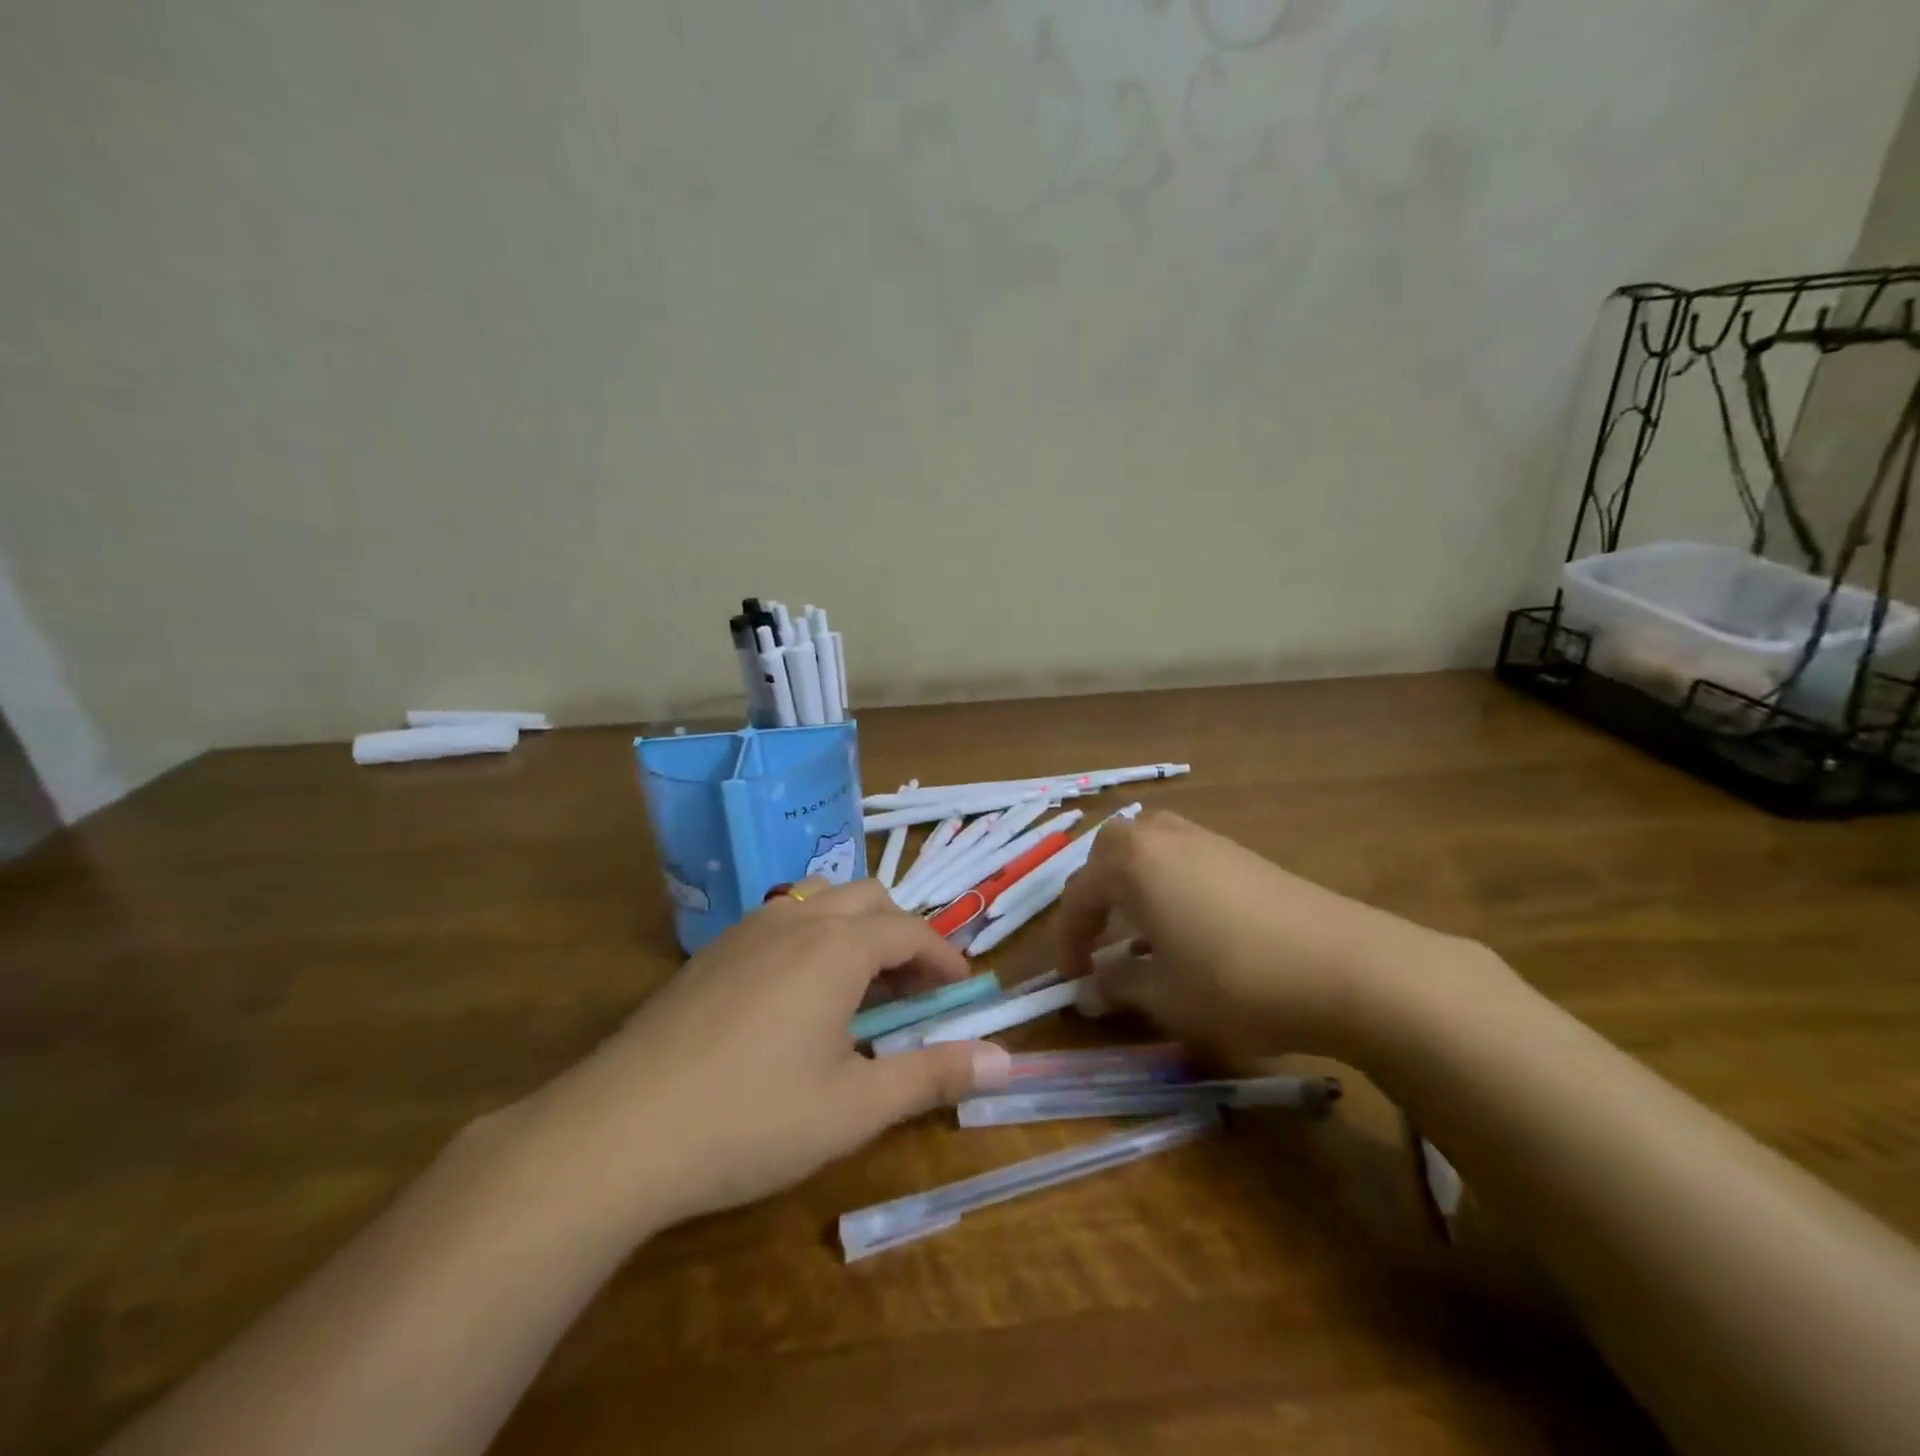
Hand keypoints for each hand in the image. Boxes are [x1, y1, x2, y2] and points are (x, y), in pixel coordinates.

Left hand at [526, 877, 1010, 1233]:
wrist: (616, 1132)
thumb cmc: (751, 1119)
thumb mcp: (855, 1107)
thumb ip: (932, 1076)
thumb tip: (1005, 1061)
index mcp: (837, 946)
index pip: (911, 931)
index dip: (945, 956)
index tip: (963, 989)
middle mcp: (796, 920)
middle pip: (869, 899)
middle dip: (903, 935)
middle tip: (914, 991)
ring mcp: (747, 930)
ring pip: (822, 902)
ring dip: (857, 933)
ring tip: (861, 992)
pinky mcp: (712, 952)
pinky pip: (783, 922)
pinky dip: (815, 941)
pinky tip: (798, 1000)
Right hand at [1058, 812, 1479, 1064]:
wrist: (1346, 966)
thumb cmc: (1235, 979)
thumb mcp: (1164, 995)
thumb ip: (1117, 987)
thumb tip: (1089, 990)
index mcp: (1130, 862)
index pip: (1078, 895)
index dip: (1068, 941)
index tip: (1072, 980)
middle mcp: (1161, 836)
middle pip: (1109, 854)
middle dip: (1096, 895)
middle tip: (1101, 939)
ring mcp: (1206, 839)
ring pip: (1148, 850)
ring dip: (1133, 885)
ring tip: (1143, 931)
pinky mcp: (1242, 853)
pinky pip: (1184, 858)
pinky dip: (1169, 884)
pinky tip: (1192, 925)